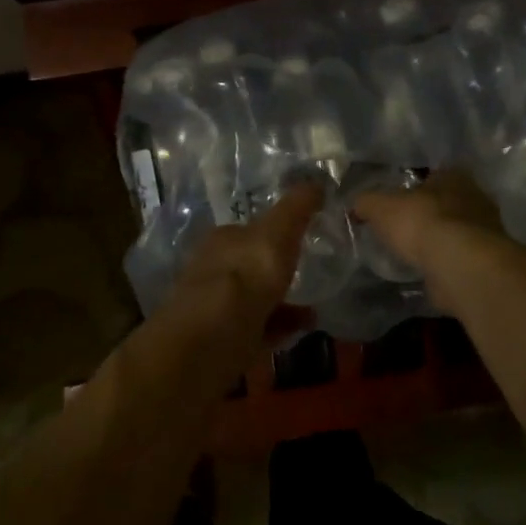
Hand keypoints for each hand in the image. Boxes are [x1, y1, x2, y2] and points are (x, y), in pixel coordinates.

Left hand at [163, 180, 321, 360]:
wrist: (208, 342)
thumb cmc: (244, 277)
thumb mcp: (276, 234)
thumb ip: (296, 208)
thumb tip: (317, 181)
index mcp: (223, 240)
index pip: (250, 229)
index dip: (276, 231)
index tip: (303, 236)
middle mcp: (214, 270)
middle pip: (250, 266)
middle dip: (277, 270)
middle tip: (311, 273)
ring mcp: (215, 309)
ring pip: (255, 299)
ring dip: (283, 301)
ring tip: (314, 307)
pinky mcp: (221, 342)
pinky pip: (258, 330)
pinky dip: (279, 327)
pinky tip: (302, 329)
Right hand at [353, 168, 506, 277]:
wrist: (459, 265)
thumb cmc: (422, 222)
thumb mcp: (380, 207)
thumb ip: (367, 202)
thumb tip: (357, 205)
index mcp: (454, 176)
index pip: (434, 173)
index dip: (415, 185)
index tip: (399, 199)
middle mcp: (476, 198)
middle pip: (447, 202)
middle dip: (429, 213)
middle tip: (405, 226)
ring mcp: (486, 231)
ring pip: (457, 230)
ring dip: (439, 240)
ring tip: (414, 252)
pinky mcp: (486, 261)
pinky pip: (461, 257)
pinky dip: (446, 262)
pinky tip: (428, 271)